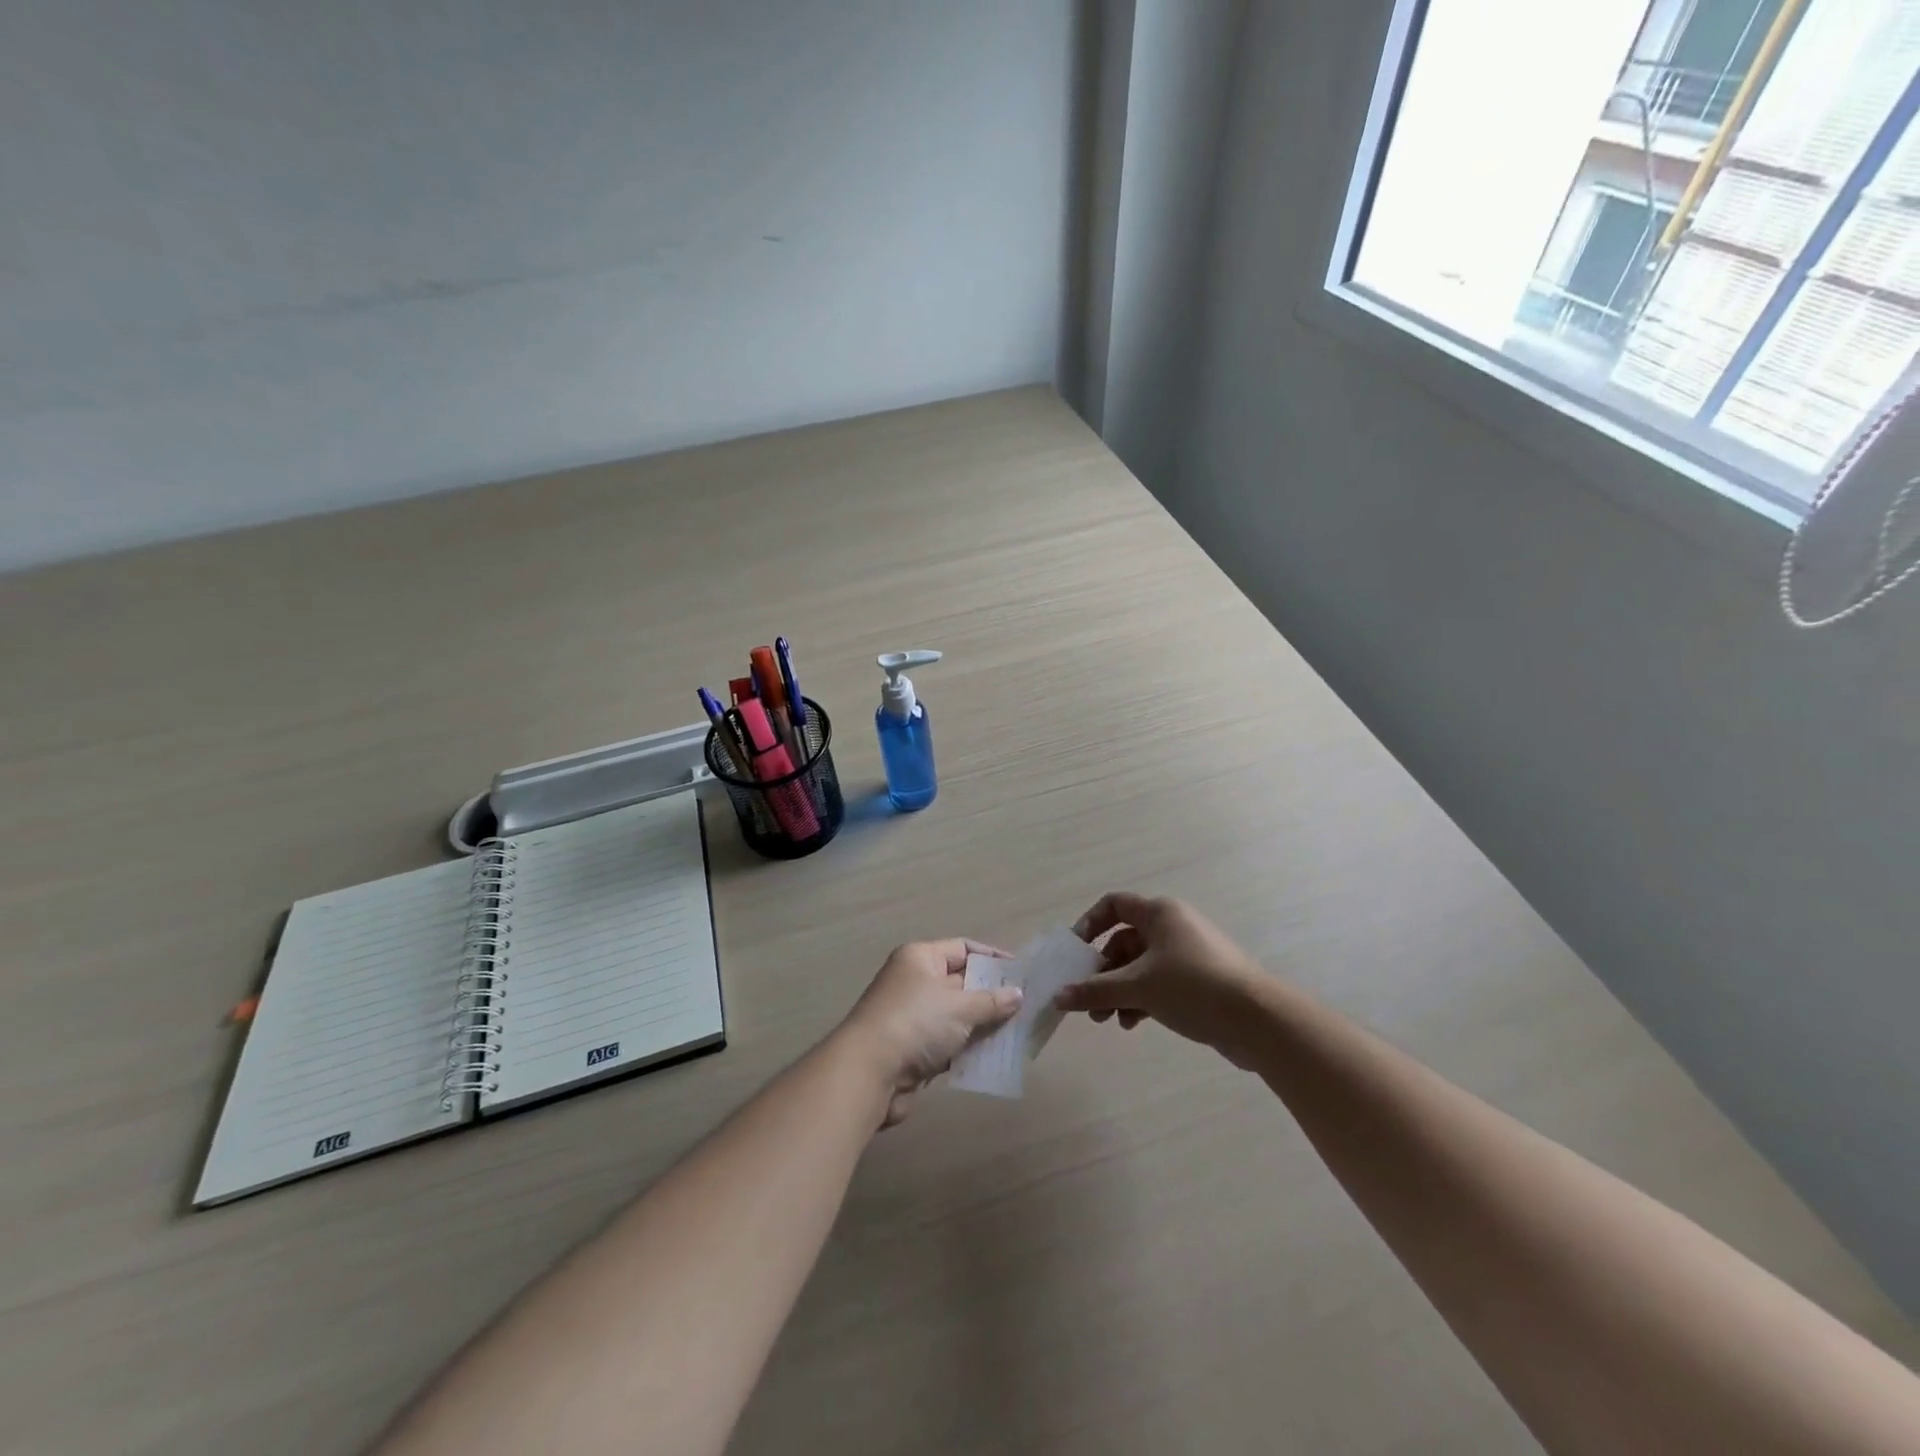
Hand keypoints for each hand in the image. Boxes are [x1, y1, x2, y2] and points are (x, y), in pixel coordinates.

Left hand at [839, 939, 1021, 1125]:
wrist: (868, 1072)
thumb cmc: (916, 1023)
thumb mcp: (960, 1007)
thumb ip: (992, 1001)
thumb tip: (1018, 994)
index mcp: (920, 958)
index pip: (963, 948)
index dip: (993, 958)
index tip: (1022, 973)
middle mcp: (914, 981)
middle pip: (961, 982)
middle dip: (992, 996)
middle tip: (1026, 1008)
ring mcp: (912, 1016)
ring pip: (956, 1016)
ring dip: (982, 1026)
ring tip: (1017, 1035)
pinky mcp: (912, 1049)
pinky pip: (947, 1043)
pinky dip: (967, 1050)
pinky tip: (993, 1059)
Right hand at [1055, 894, 1266, 1065]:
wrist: (1258, 1020)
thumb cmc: (1192, 987)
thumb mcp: (1138, 987)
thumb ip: (1095, 990)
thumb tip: (1059, 996)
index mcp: (1159, 913)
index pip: (1114, 905)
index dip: (1089, 924)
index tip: (1075, 953)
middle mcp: (1173, 926)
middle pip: (1124, 942)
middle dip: (1102, 972)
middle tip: (1086, 1000)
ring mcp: (1188, 954)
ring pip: (1140, 966)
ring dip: (1119, 991)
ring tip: (1106, 1019)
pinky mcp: (1199, 980)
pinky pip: (1159, 983)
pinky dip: (1142, 999)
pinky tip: (1132, 1023)